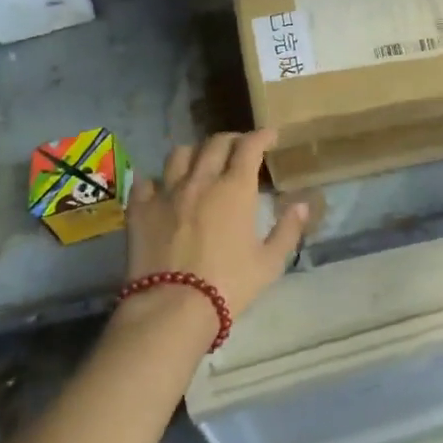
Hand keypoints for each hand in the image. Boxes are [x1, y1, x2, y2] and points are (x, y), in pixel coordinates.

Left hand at [123, 130, 308, 325]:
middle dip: (231, 140)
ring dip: (195, 153)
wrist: (173, 307)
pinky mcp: (140, 209)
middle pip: (215, 144)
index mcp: (235, 189)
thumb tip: (302, 205)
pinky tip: (161, 188)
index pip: (249, 147)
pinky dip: (156, 180)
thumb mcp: (270, 263)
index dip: (261, 136)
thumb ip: (288, 230)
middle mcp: (201, 181)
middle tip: (239, 147)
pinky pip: (146, 181)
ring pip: (179, 154)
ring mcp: (167, 192)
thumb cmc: (229, 285)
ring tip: (200, 163)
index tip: (270, 135)